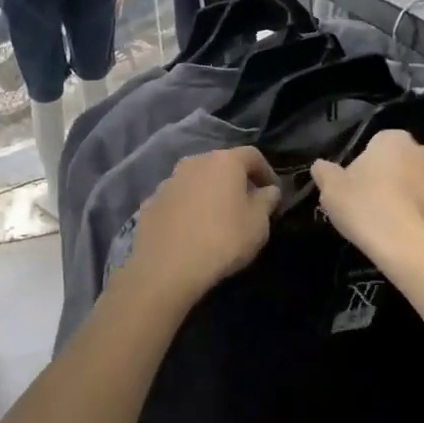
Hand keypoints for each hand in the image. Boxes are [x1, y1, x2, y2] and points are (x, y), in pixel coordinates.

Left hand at [122, 147, 279, 306]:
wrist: (167, 266)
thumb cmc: (223, 240)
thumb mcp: (258, 224)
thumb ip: (267, 201)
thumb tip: (269, 190)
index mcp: (223, 161)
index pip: (252, 156)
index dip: (266, 171)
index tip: (273, 192)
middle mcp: (193, 163)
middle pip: (220, 165)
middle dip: (235, 181)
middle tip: (245, 204)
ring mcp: (168, 182)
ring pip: (195, 181)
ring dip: (208, 193)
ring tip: (216, 219)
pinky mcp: (150, 203)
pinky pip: (176, 200)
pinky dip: (186, 209)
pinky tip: (190, 230)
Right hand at [311, 130, 423, 274]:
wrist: (414, 252)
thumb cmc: (368, 211)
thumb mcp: (331, 191)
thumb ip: (325, 173)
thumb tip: (322, 166)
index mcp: (395, 141)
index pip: (378, 145)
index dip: (366, 166)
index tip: (357, 188)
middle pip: (407, 163)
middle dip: (397, 179)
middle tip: (377, 206)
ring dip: (419, 199)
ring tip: (400, 226)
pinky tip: (422, 238)